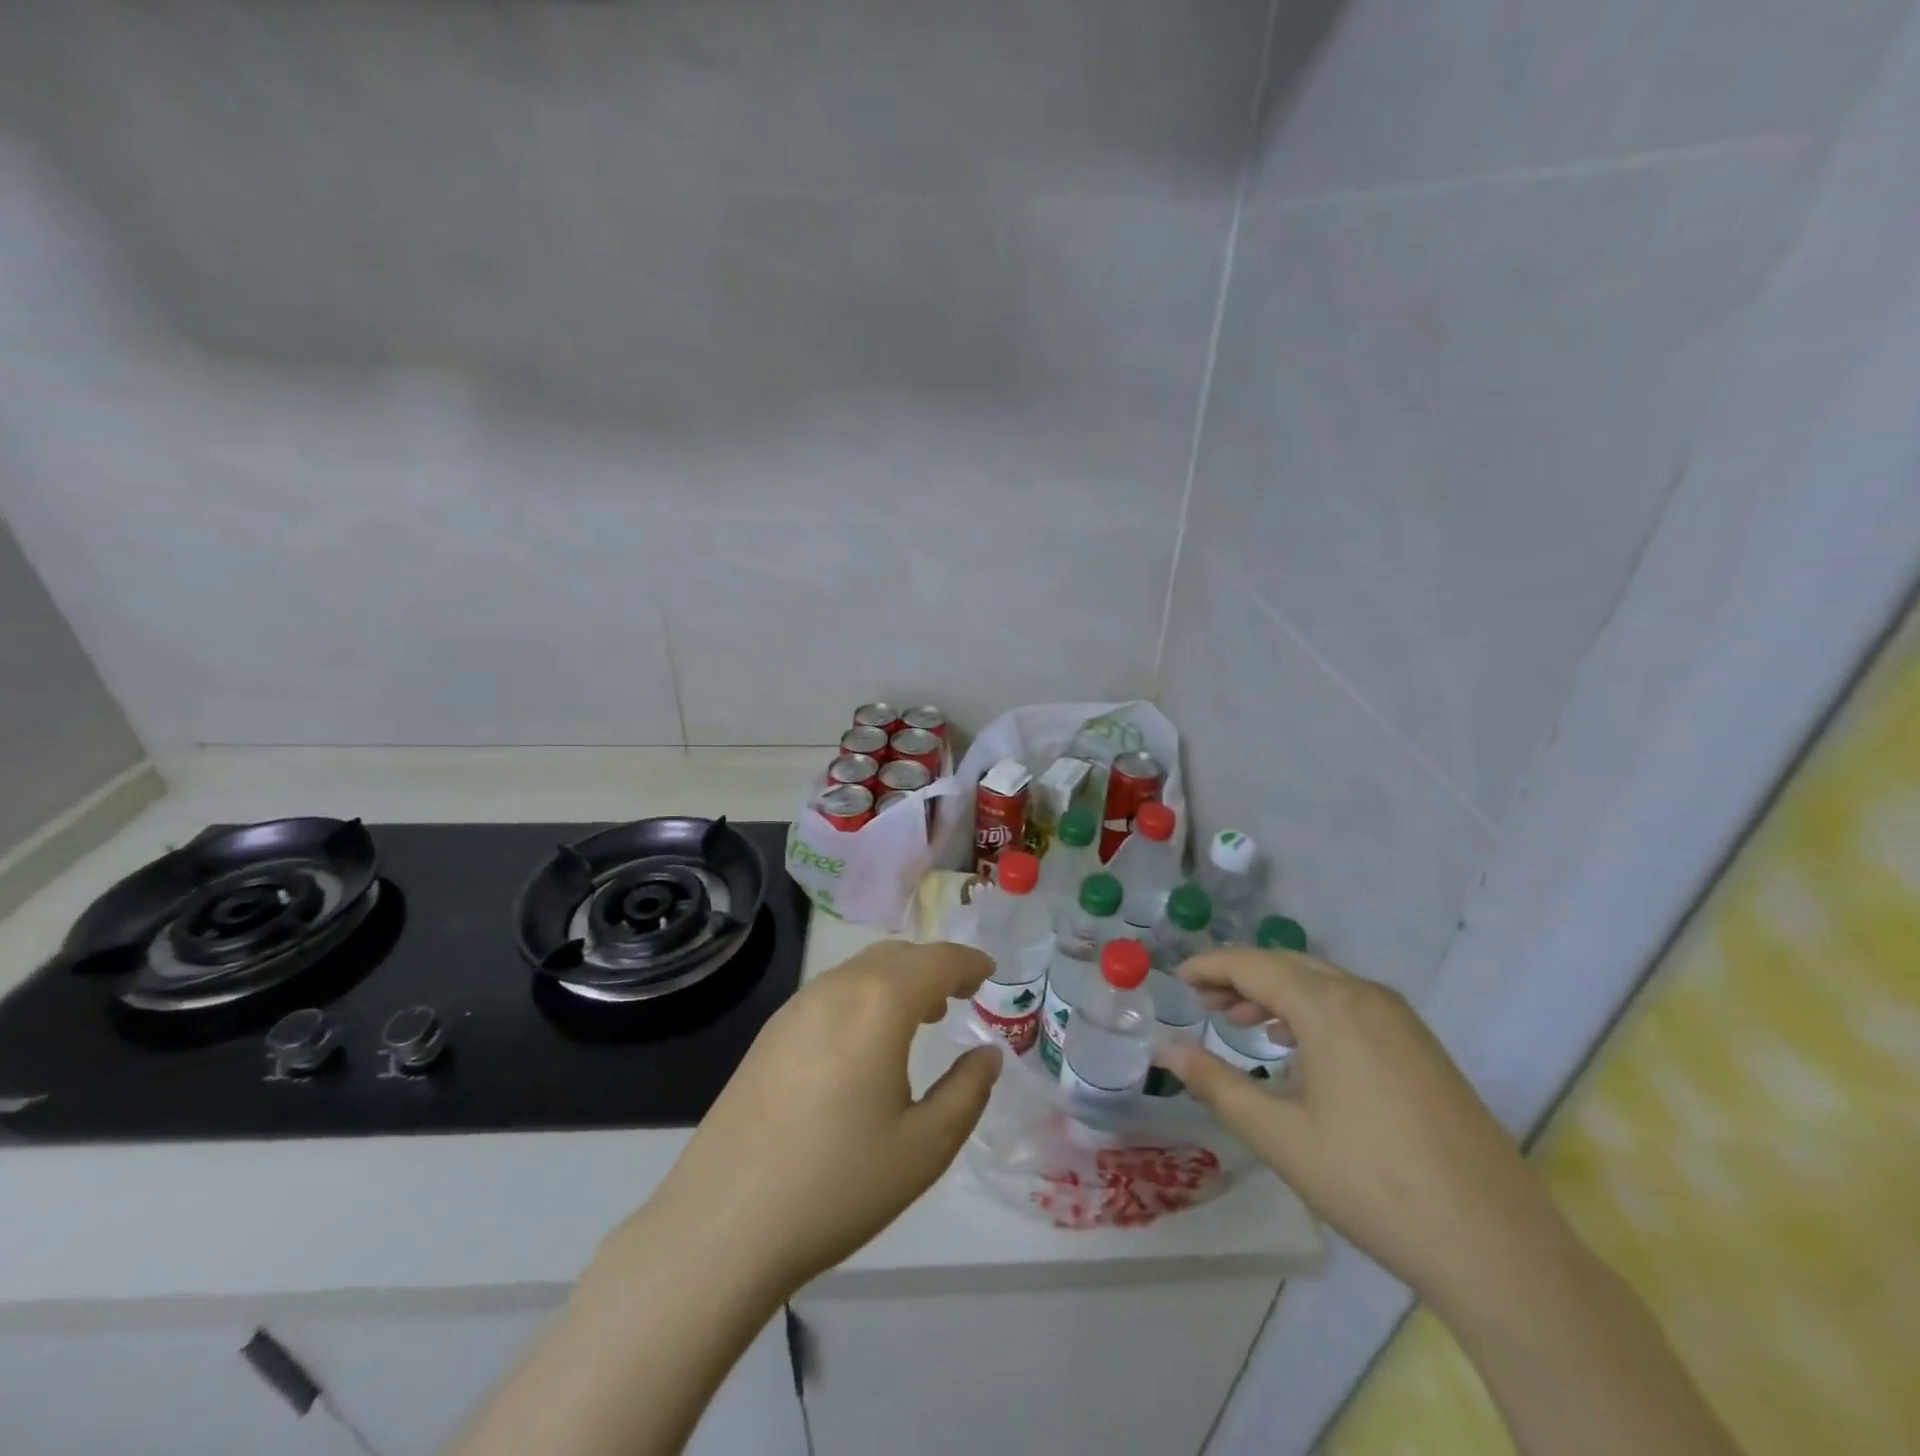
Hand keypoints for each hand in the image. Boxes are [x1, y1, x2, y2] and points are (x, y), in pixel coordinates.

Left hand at [637, 940, 1000, 1293]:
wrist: (723, 1223)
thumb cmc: (837, 1184)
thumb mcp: (924, 1148)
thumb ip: (967, 1092)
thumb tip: (987, 1055)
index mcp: (879, 1004)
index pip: (936, 960)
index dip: (968, 961)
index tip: (989, 972)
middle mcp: (836, 989)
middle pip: (896, 955)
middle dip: (933, 966)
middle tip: (959, 995)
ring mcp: (795, 1007)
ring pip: (860, 970)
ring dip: (897, 980)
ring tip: (919, 1016)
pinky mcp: (769, 1033)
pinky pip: (831, 992)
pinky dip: (863, 996)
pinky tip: (865, 1043)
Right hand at [1156, 948, 1570, 1311]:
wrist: (1497, 1246)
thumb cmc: (1371, 1184)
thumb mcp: (1279, 1136)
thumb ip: (1215, 1084)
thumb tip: (1166, 1051)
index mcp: (1329, 1007)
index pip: (1253, 965)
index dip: (1210, 967)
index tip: (1177, 978)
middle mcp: (1366, 996)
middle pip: (1288, 965)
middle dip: (1240, 976)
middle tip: (1202, 1002)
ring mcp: (1401, 1019)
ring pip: (1322, 982)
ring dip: (1276, 992)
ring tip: (1241, 1021)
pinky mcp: (1422, 1046)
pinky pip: (1352, 1004)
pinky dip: (1312, 1009)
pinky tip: (1299, 1045)